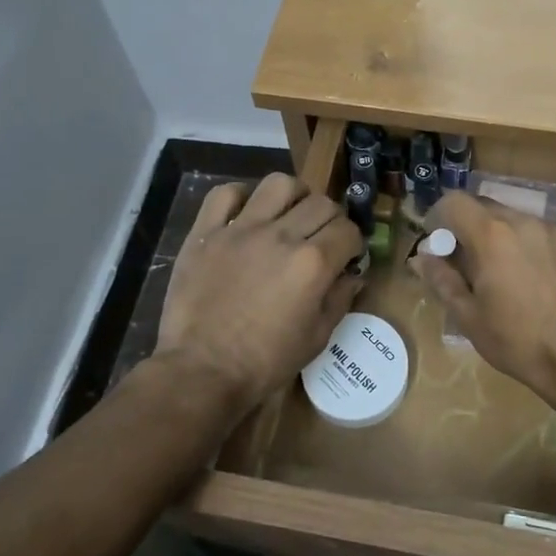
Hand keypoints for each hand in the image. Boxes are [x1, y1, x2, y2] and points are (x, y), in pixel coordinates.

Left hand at [156, 174, 363, 411]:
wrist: (201, 371)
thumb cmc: (264, 362)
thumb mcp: (316, 338)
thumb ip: (339, 299)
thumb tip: (353, 275)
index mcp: (312, 263)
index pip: (348, 230)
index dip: (353, 242)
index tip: (347, 255)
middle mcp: (281, 236)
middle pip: (320, 202)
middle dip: (330, 219)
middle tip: (321, 238)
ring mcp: (240, 230)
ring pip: (277, 184)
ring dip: (292, 195)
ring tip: (288, 213)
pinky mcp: (206, 233)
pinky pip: (225, 194)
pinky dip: (239, 197)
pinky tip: (245, 214)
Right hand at [410, 192, 555, 404]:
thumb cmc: (516, 341)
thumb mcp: (468, 317)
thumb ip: (441, 280)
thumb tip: (420, 258)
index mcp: (491, 235)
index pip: (455, 201)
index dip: (441, 217)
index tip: (441, 243)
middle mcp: (525, 222)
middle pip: (488, 208)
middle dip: (473, 229)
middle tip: (472, 265)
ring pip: (521, 222)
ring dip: (507, 239)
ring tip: (511, 277)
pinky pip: (550, 239)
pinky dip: (538, 251)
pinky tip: (544, 284)